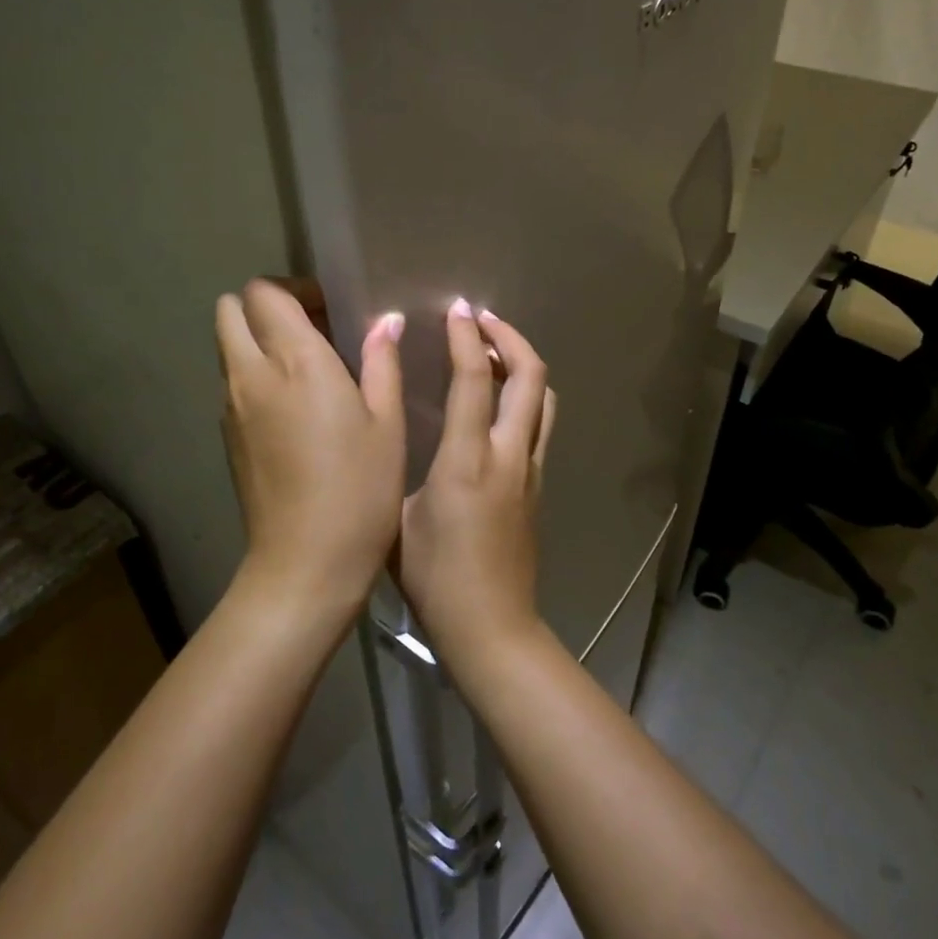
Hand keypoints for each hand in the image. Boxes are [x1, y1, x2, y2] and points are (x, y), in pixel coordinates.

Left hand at [217, 281, 405, 622]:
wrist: (305, 563)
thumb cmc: (360, 489)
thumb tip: (385, 322)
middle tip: (310, 331)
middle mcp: (251, 375)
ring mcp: (231, 407)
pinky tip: (294, 411)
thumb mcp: (388, 422)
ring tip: (306, 371)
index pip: (264, 293)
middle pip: (229, 311)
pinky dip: (254, 376)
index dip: (294, 289)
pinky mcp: (226, 437)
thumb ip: (381, 362)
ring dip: (258, 342)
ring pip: (228, 347)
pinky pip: (232, 383)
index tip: (328, 310)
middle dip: (264, 308)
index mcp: (295, 362)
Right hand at [394, 300, 556, 669]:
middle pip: (530, 376)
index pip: (474, 380)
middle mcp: (509, 455)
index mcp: (467, 459)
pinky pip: (540, 424)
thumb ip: (399, 467)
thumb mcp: (398, 517)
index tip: (457, 310)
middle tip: (482, 321)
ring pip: (544, 398)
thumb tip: (393, 435)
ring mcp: (531, 470)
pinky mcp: (537, 486)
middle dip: (510, 337)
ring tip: (493, 353)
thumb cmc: (434, 577)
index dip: (466, 338)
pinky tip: (499, 402)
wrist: (491, 628)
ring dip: (523, 365)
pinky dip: (525, 396)